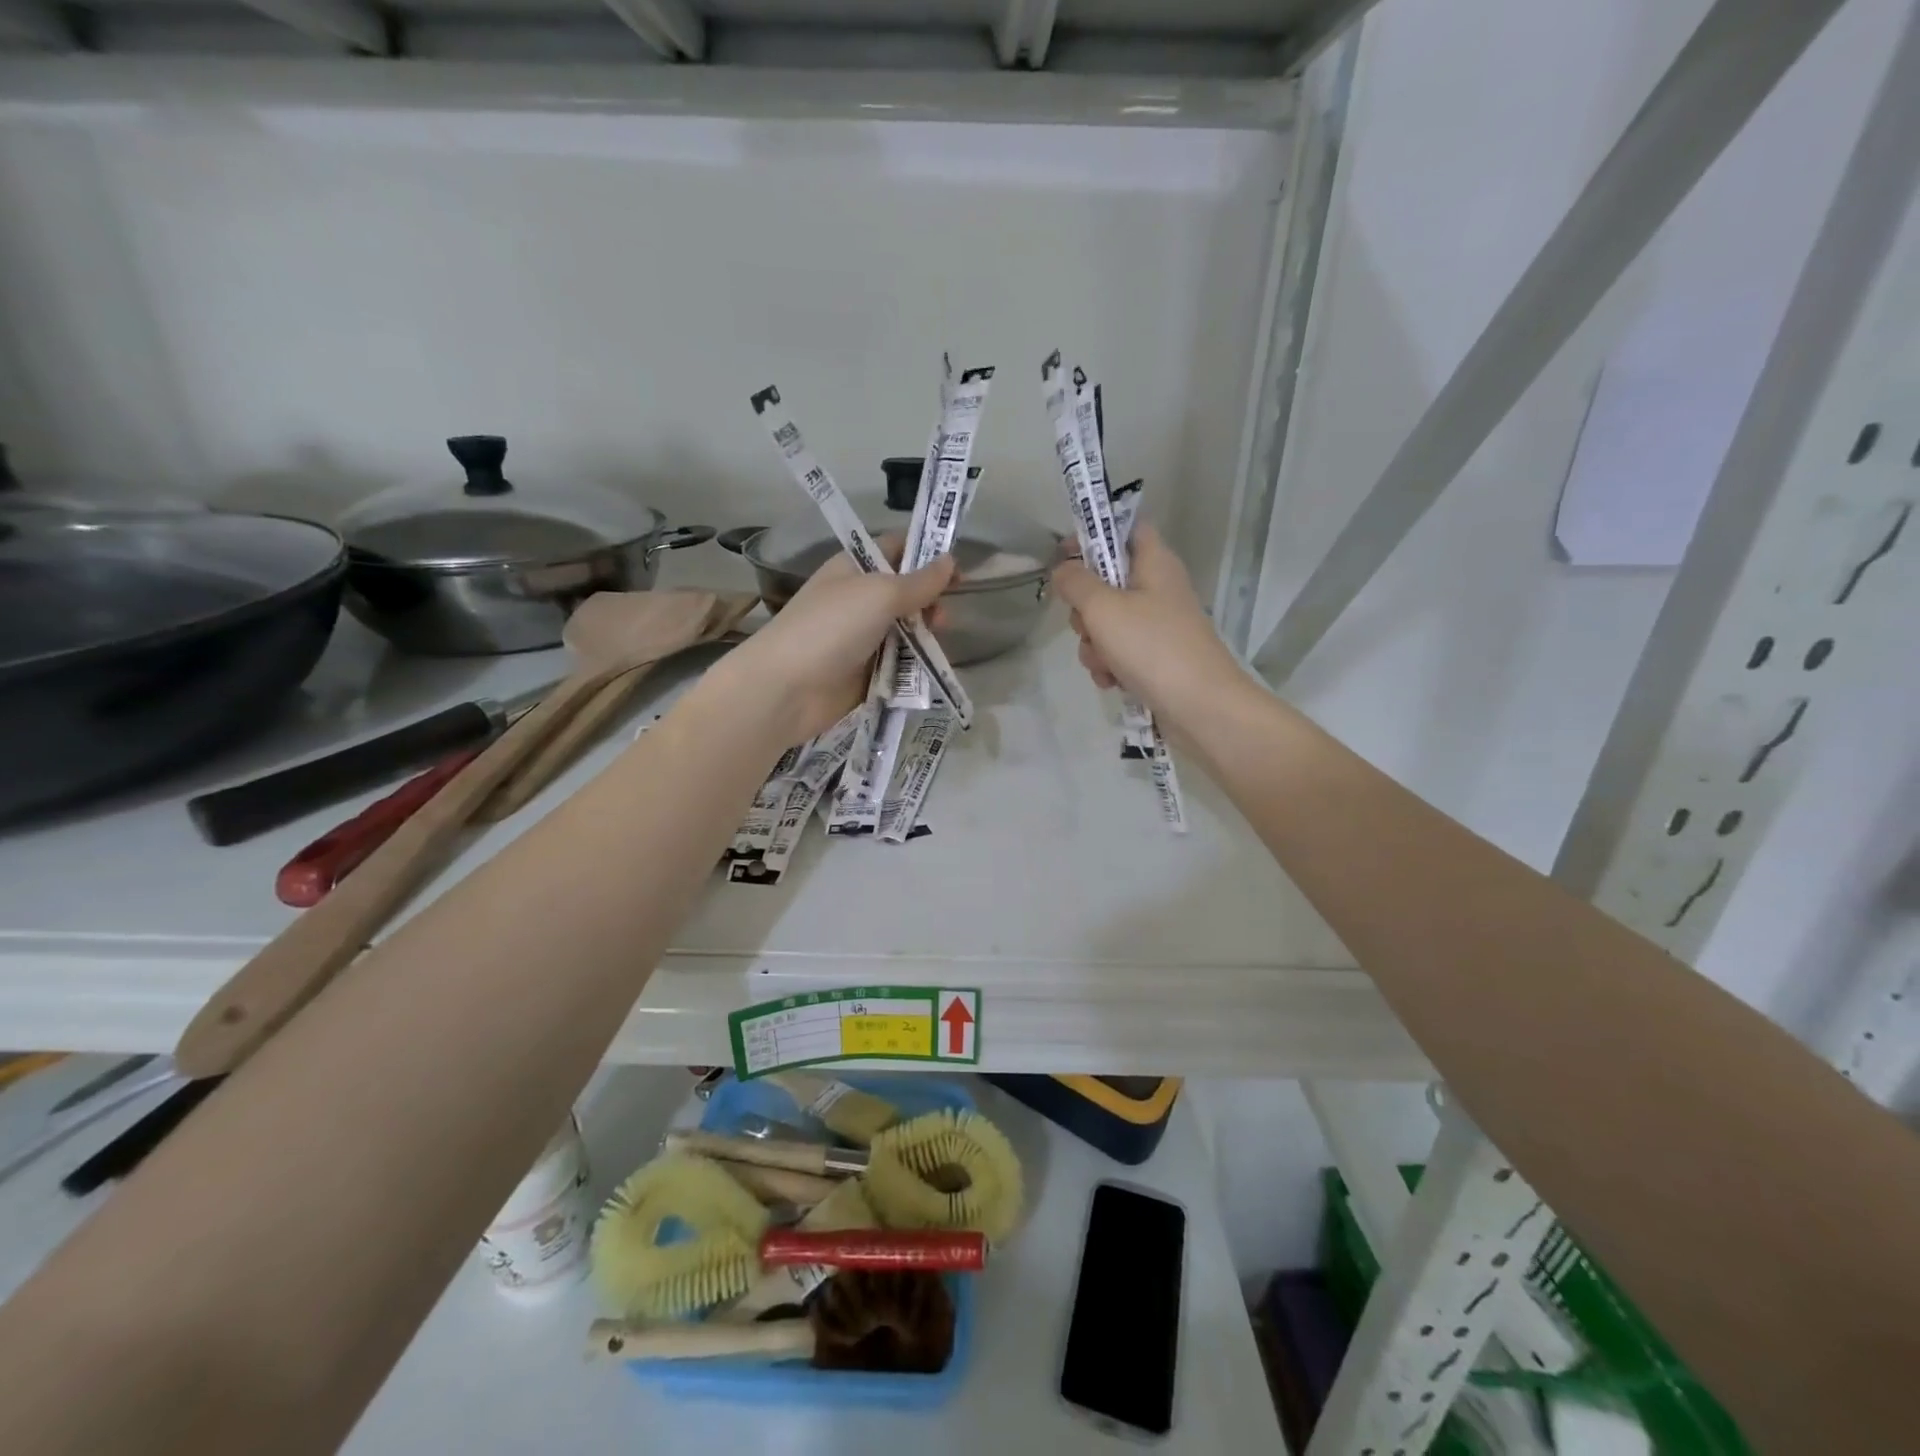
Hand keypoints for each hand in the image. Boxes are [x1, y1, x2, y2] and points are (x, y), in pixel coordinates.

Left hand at [710, 542, 954, 746]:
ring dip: (924, 635)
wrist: (787, 688)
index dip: (927, 554)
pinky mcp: (865, 672)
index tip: (958, 569)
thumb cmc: (831, 627)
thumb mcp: (880, 594)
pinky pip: (898, 662)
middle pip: (905, 593)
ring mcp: (860, 637)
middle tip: (942, 617)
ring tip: (934, 643)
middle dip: (929, 602)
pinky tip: (927, 667)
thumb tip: (950, 560)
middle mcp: (857, 599)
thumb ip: (920, 581)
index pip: (896, 549)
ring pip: (905, 630)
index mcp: (854, 568)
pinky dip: (914, 663)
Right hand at [1051, 524, 1244, 722]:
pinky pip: (1119, 652)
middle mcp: (1158, 589)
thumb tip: (1062, 570)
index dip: (1094, 535)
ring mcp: (1158, 626)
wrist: (1200, 707)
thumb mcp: (1103, 608)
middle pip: (1107, 582)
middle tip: (1086, 624)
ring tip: (1104, 663)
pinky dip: (1110, 666)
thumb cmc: (1152, 647)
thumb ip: (1076, 583)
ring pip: (1107, 623)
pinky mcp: (1156, 658)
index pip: (1126, 528)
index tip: (1065, 556)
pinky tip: (1112, 682)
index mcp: (1154, 562)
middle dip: (1085, 609)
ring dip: (1094, 645)